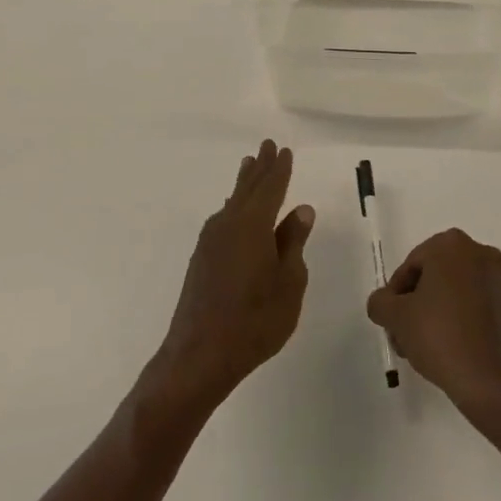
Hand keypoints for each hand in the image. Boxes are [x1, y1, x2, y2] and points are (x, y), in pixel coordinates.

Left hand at [152, 141, 313, 413]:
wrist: (199, 354)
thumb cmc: (255, 320)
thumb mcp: (289, 283)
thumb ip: (293, 244)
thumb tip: (301, 210)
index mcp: (253, 225)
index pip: (271, 188)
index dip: (280, 169)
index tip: (284, 150)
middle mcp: (229, 224)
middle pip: (247, 188)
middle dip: (259, 167)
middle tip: (266, 146)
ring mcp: (211, 241)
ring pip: (232, 202)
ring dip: (244, 183)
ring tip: (249, 167)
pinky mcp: (201, 259)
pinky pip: (223, 218)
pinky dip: (233, 206)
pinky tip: (233, 210)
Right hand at [366, 228, 500, 420]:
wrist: (493, 383)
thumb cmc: (441, 337)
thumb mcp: (396, 317)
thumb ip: (381, 302)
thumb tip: (385, 303)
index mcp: (452, 245)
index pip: (411, 265)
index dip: (396, 294)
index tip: (392, 321)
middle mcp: (480, 253)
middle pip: (435, 277)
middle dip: (416, 304)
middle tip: (404, 335)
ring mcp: (500, 280)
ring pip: (456, 292)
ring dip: (436, 313)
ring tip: (423, 349)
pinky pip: (476, 307)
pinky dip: (461, 321)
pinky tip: (449, 351)